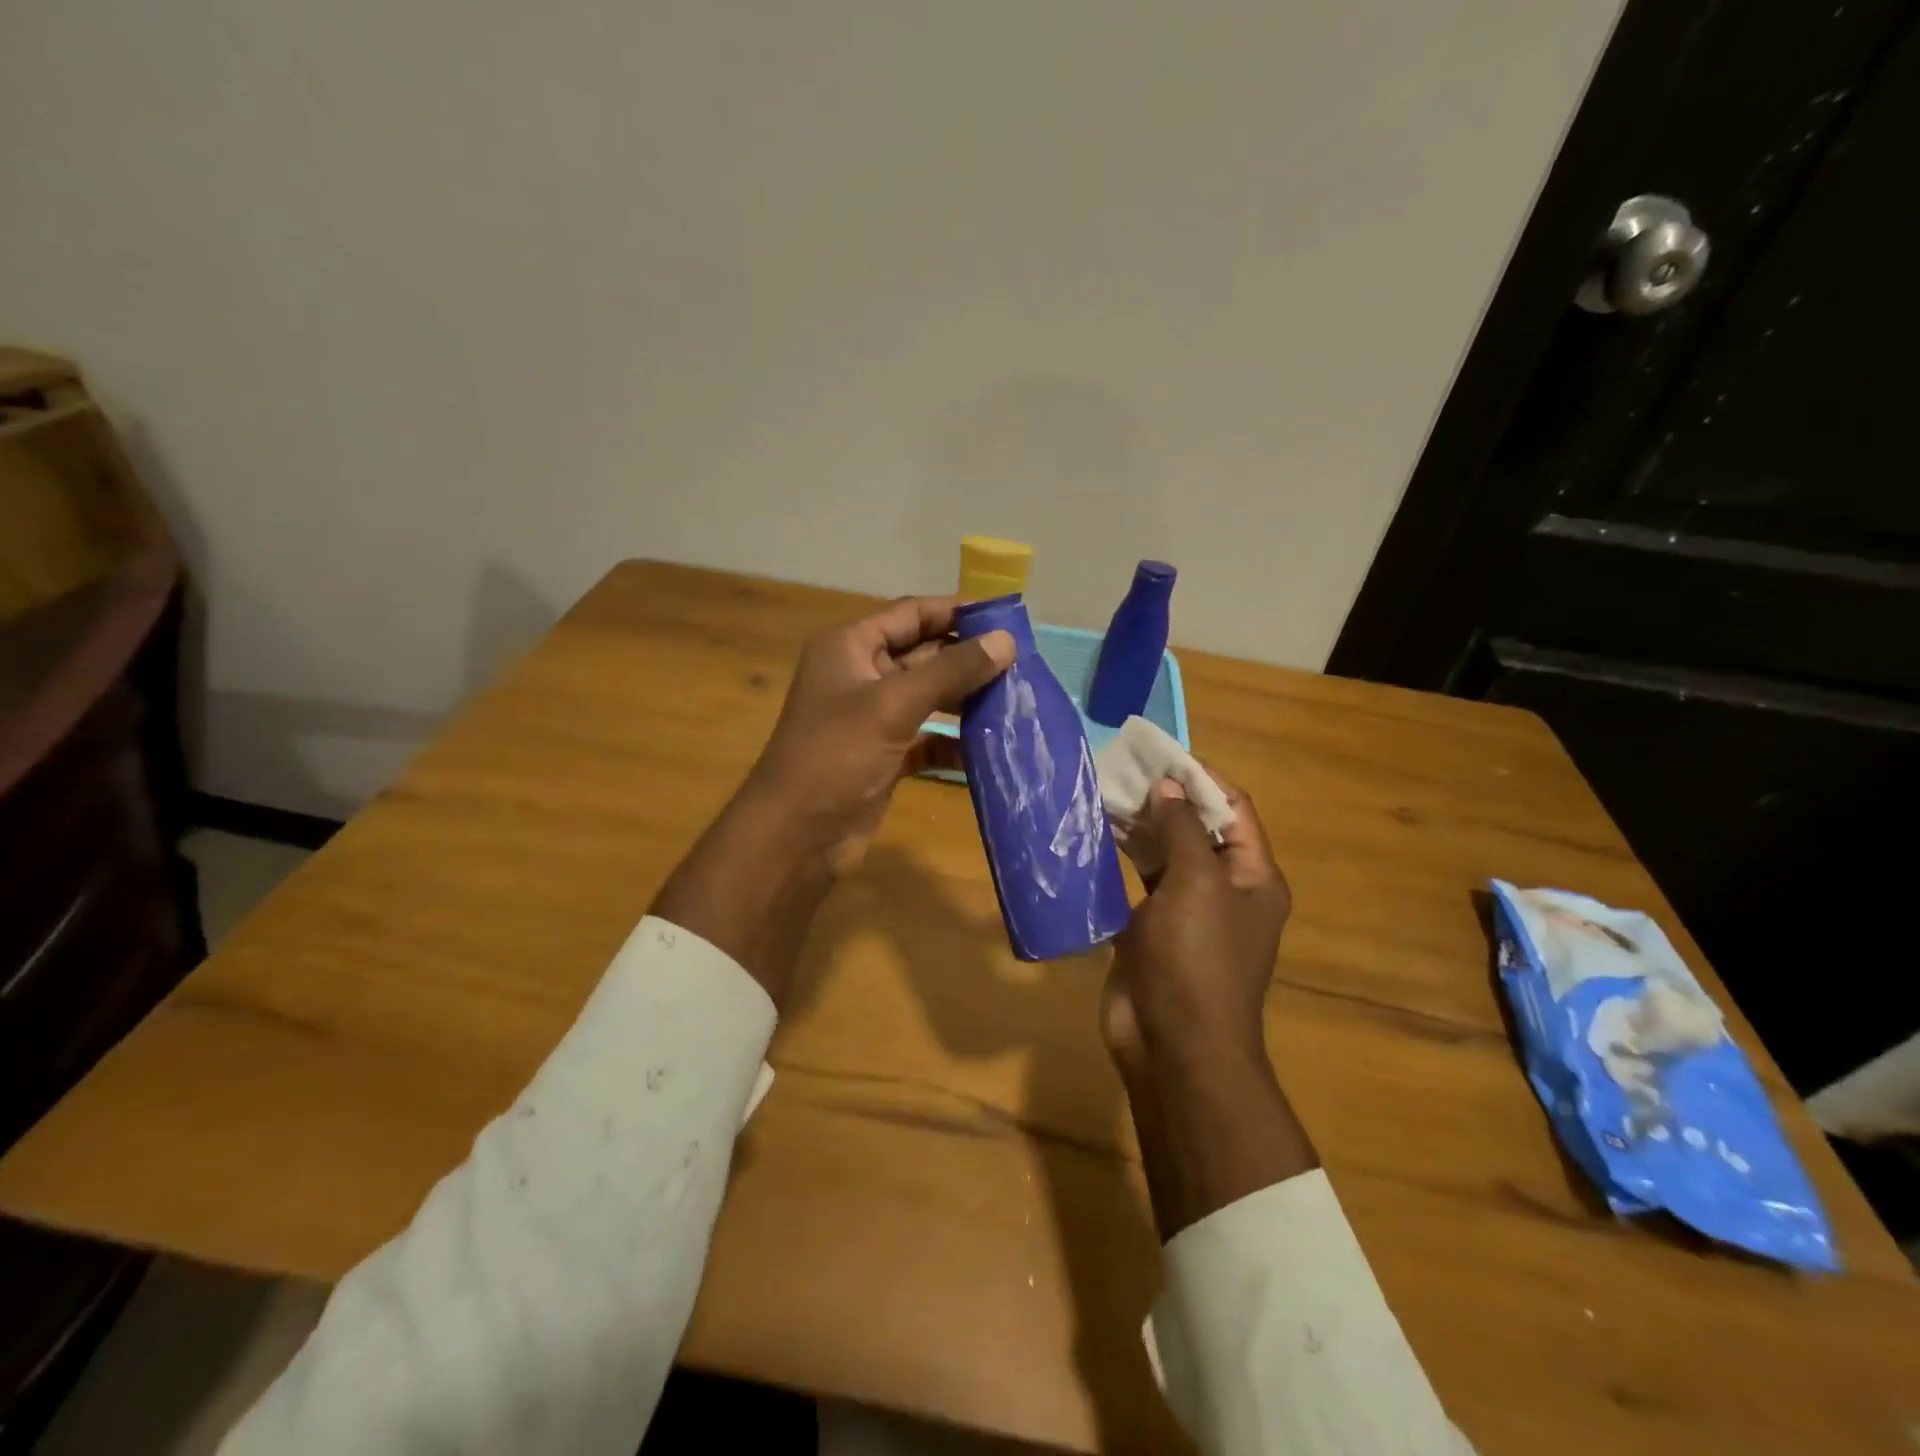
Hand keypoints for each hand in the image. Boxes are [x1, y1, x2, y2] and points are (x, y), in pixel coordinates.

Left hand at [745, 595, 1014, 870]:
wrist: (796, 836)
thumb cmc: (836, 756)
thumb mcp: (893, 705)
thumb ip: (951, 671)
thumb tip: (1006, 641)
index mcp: (850, 648)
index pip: (910, 614)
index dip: (956, 611)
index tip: (1005, 617)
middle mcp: (861, 675)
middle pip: (924, 654)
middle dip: (968, 658)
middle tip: (1022, 663)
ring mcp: (873, 717)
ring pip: (929, 697)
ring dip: (967, 699)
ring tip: (1016, 700)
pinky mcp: (886, 754)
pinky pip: (928, 737)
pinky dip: (954, 742)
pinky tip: (990, 747)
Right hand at [1102, 775, 1317, 1238]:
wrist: (1174, 1048)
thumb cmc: (1197, 960)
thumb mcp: (1196, 884)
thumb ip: (1184, 828)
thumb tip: (1170, 785)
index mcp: (1252, 878)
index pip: (1234, 810)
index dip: (1202, 778)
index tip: (1162, 755)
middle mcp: (1223, 891)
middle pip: (1197, 830)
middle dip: (1164, 800)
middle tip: (1121, 772)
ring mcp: (1185, 913)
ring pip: (1163, 856)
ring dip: (1138, 829)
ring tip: (1101, 796)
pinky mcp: (1150, 933)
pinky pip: (1136, 886)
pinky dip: (1118, 862)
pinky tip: (1091, 841)